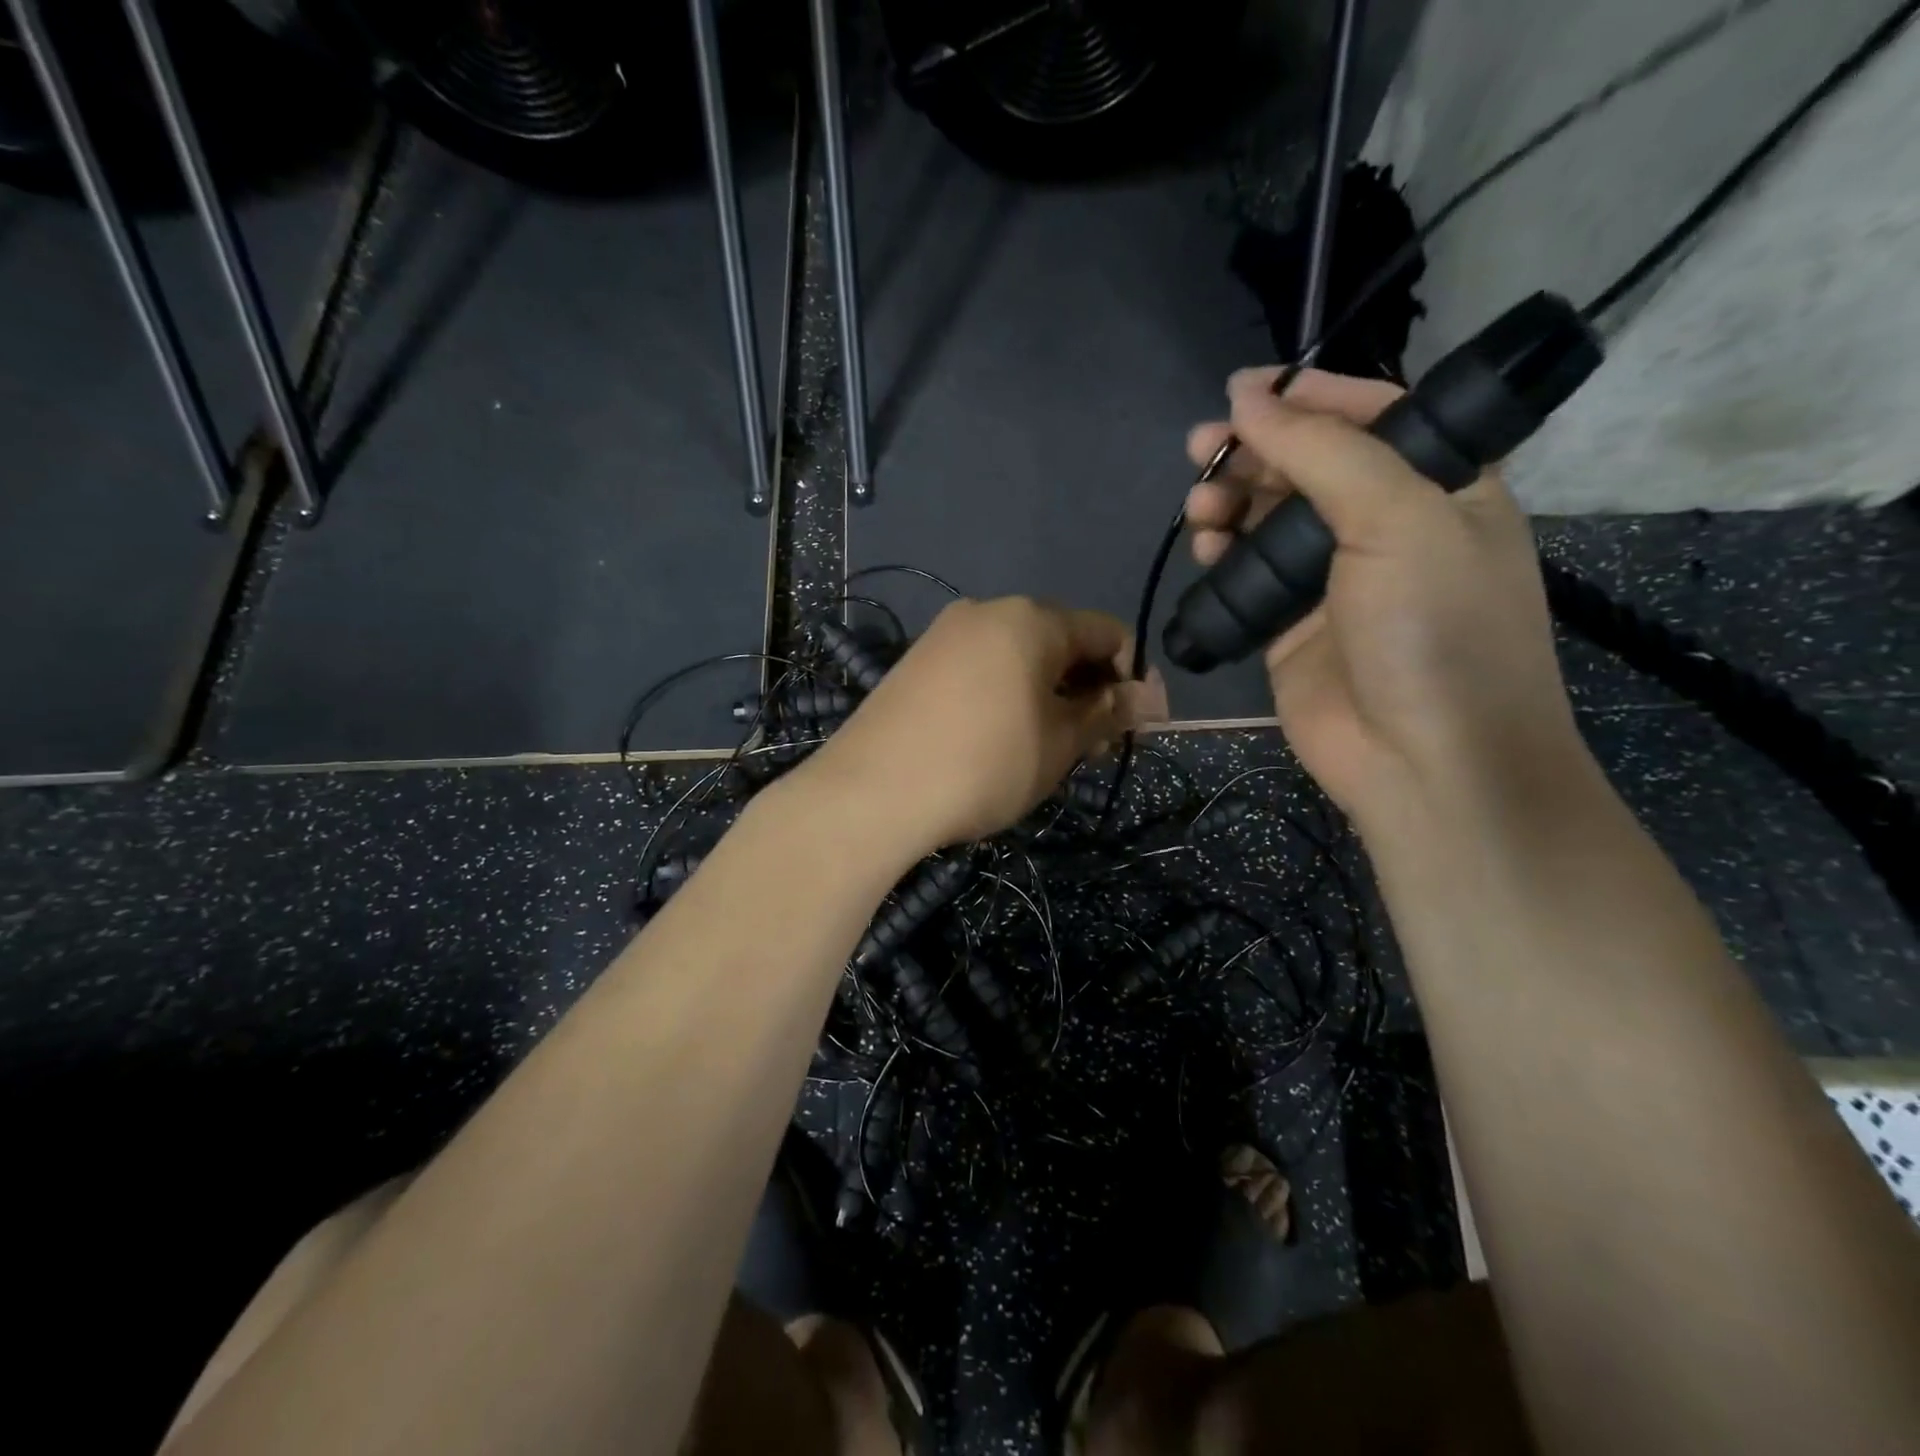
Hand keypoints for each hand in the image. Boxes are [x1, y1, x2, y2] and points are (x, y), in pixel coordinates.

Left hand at [793, 597, 1162, 856]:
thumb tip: (1148, 697)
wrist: (871, 792)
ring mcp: (945, 635)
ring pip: (1019, 657)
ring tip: (1049, 748)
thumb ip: (1107, 713)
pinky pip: (981, 668)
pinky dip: (1007, 695)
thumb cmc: (984, 765)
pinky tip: (1001, 739)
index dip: (1133, 677)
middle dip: (1088, 689)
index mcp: (1031, 619)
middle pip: (1060, 641)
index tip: (1139, 724)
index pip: (1107, 633)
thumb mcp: (1059, 745)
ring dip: (1048, 695)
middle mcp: (987, 612)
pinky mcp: (916, 662)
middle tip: (1094, 746)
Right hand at [1186, 368, 1586, 834]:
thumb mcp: (1398, 519)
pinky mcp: (1289, 627)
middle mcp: (1388, 527)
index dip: (1311, 397)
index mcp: (1444, 487)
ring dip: (1232, 501)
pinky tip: (1206, 545)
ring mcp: (1334, 581)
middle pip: (1310, 467)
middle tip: (1200, 447)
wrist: (1422, 761)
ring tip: (1199, 502)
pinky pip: (1248, 575)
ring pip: (1270, 520)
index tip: (1245, 390)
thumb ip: (1321, 452)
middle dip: (1256, 451)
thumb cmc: (1434, 630)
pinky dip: (1223, 553)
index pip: (1374, 417)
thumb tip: (1247, 398)